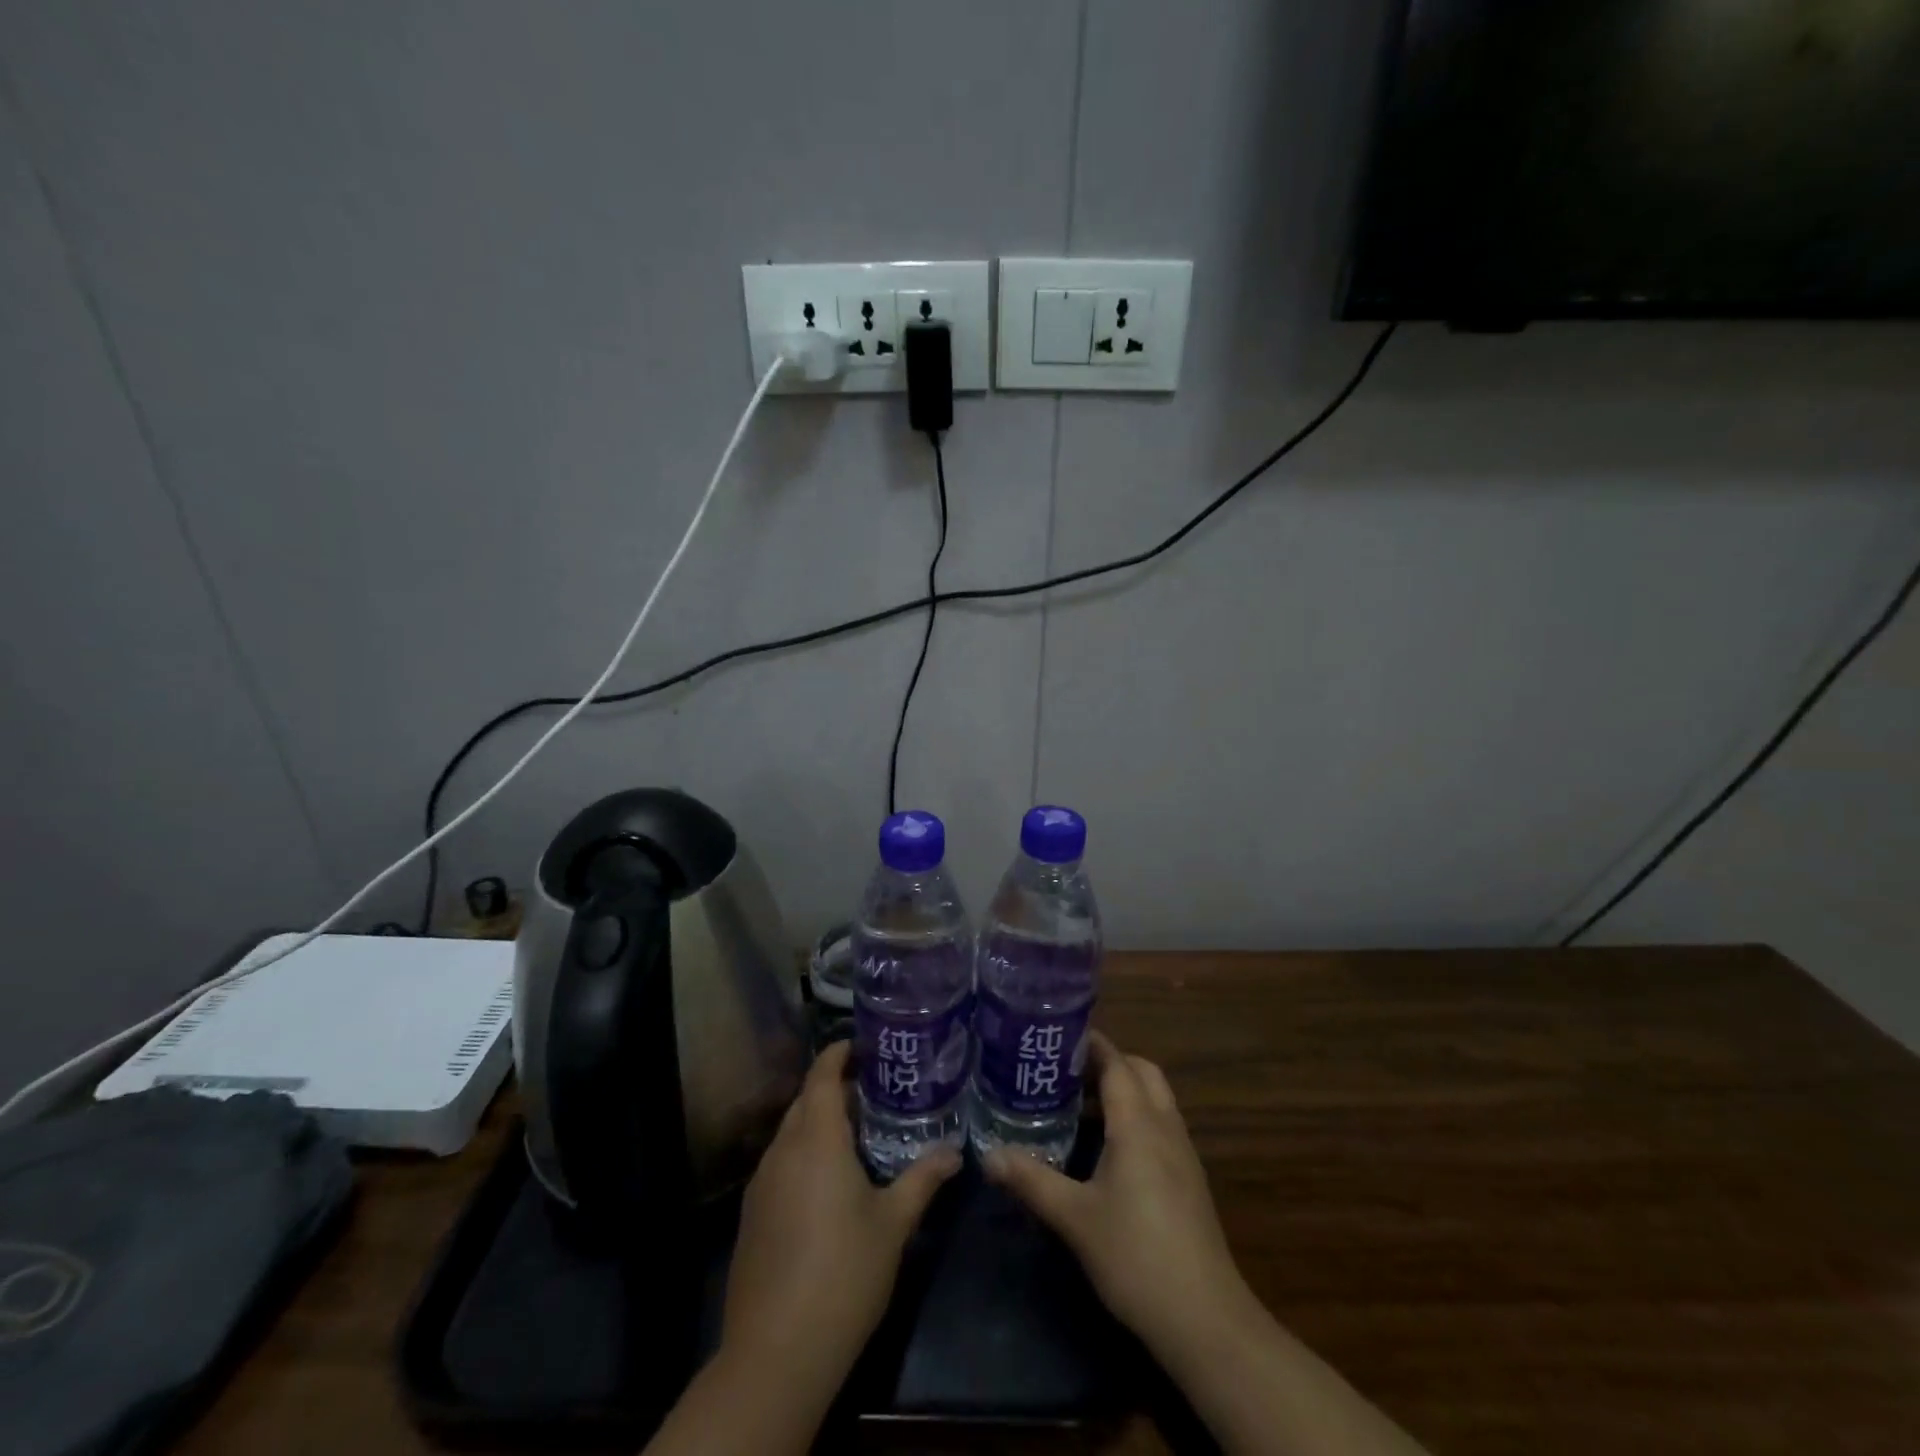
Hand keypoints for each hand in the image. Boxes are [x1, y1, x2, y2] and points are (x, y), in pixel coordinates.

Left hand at [720, 1039, 959, 1397]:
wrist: (776, 1353)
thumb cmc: (843, 1273)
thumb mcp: (893, 1224)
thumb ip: (922, 1180)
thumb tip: (954, 1151)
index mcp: (816, 1140)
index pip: (821, 1075)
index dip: (839, 1053)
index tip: (864, 1045)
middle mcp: (783, 1151)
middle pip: (804, 1101)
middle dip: (833, 1088)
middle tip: (874, 1090)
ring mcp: (761, 1184)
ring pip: (790, 1133)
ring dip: (818, 1122)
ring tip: (857, 1132)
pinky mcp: (752, 1215)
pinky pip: (780, 1164)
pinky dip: (803, 1154)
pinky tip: (828, 1182)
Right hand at [984, 1031, 1259, 1363]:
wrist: (1205, 1321)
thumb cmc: (1136, 1256)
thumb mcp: (1074, 1217)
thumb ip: (1031, 1179)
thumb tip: (988, 1155)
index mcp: (1138, 1124)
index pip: (1116, 1062)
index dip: (1090, 1044)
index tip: (1056, 1036)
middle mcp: (1165, 1127)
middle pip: (1142, 1072)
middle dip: (1108, 1062)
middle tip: (1066, 1072)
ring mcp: (1183, 1154)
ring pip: (1155, 1099)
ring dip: (1123, 1091)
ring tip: (1078, 1105)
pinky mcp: (1189, 1181)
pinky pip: (1161, 1126)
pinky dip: (1136, 1118)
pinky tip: (1107, 1149)